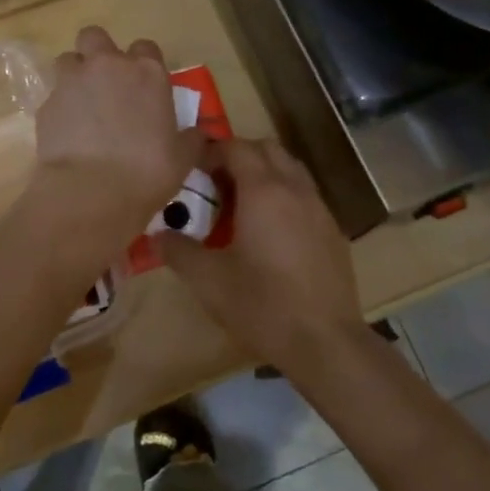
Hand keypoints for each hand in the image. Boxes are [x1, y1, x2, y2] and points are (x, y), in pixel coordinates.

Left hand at [27, 27, 204, 250]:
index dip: (143, 63)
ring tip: (82, 105)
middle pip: (95, 36)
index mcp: (147, 73)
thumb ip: (191, 139)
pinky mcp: (46, 105)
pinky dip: (60, 109)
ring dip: (75, 76)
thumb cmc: (147, 171)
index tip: (144, 85)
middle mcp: (107, 67)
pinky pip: (53, 97)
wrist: (91, 191)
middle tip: (106, 83)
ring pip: (68, 60)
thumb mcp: (182, 158)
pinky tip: (67, 135)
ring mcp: (72, 82)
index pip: (145, 47)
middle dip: (97, 53)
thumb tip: (198, 134)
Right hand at [158, 137, 364, 372]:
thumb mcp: (208, 280)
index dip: (212, 150)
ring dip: (264, 172)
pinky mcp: (333, 231)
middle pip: (267, 149)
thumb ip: (178, 251)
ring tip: (240, 203)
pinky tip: (270, 231)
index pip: (236, 147)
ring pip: (290, 169)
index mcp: (263, 191)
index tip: (191, 167)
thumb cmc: (262, 305)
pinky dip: (283, 195)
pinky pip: (304, 195)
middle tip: (214, 181)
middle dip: (239, 155)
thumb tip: (156, 235)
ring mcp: (319, 208)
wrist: (326, 342)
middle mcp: (294, 189)